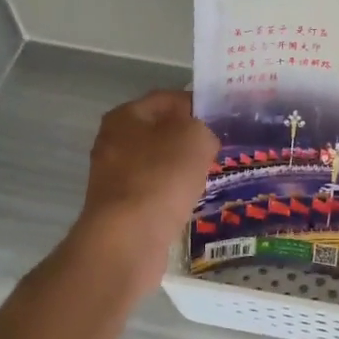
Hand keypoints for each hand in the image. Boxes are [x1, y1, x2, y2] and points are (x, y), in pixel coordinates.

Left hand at [74, 88, 219, 290]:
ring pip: (158, 163)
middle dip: (190, 139)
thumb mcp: (195, 137)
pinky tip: (192, 201)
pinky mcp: (121, 208)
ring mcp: (114, 177)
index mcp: (125, 116)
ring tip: (212, 175)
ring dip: (182, 168)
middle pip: (161, 132)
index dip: (198, 104)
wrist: (129, 238)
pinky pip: (155, 191)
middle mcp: (113, 142)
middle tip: (222, 148)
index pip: (168, 99)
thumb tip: (200, 139)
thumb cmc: (161, 176)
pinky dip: (173, 194)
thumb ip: (203, 127)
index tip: (224, 117)